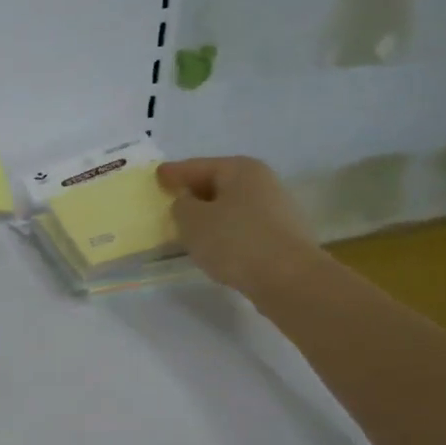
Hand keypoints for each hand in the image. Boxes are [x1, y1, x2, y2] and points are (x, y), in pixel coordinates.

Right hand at [157, 156, 320, 300]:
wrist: (288, 278)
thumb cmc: (234, 241)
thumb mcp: (192, 221)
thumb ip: (181, 206)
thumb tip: (188, 203)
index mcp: (240, 169)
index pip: (198, 166)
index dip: (174, 172)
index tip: (157, 175)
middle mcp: (262, 182)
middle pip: (218, 183)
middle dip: (194, 192)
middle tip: (171, 201)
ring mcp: (276, 209)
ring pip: (231, 206)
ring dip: (210, 215)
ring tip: (189, 228)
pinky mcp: (281, 236)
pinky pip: (243, 226)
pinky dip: (226, 232)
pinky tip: (215, 246)